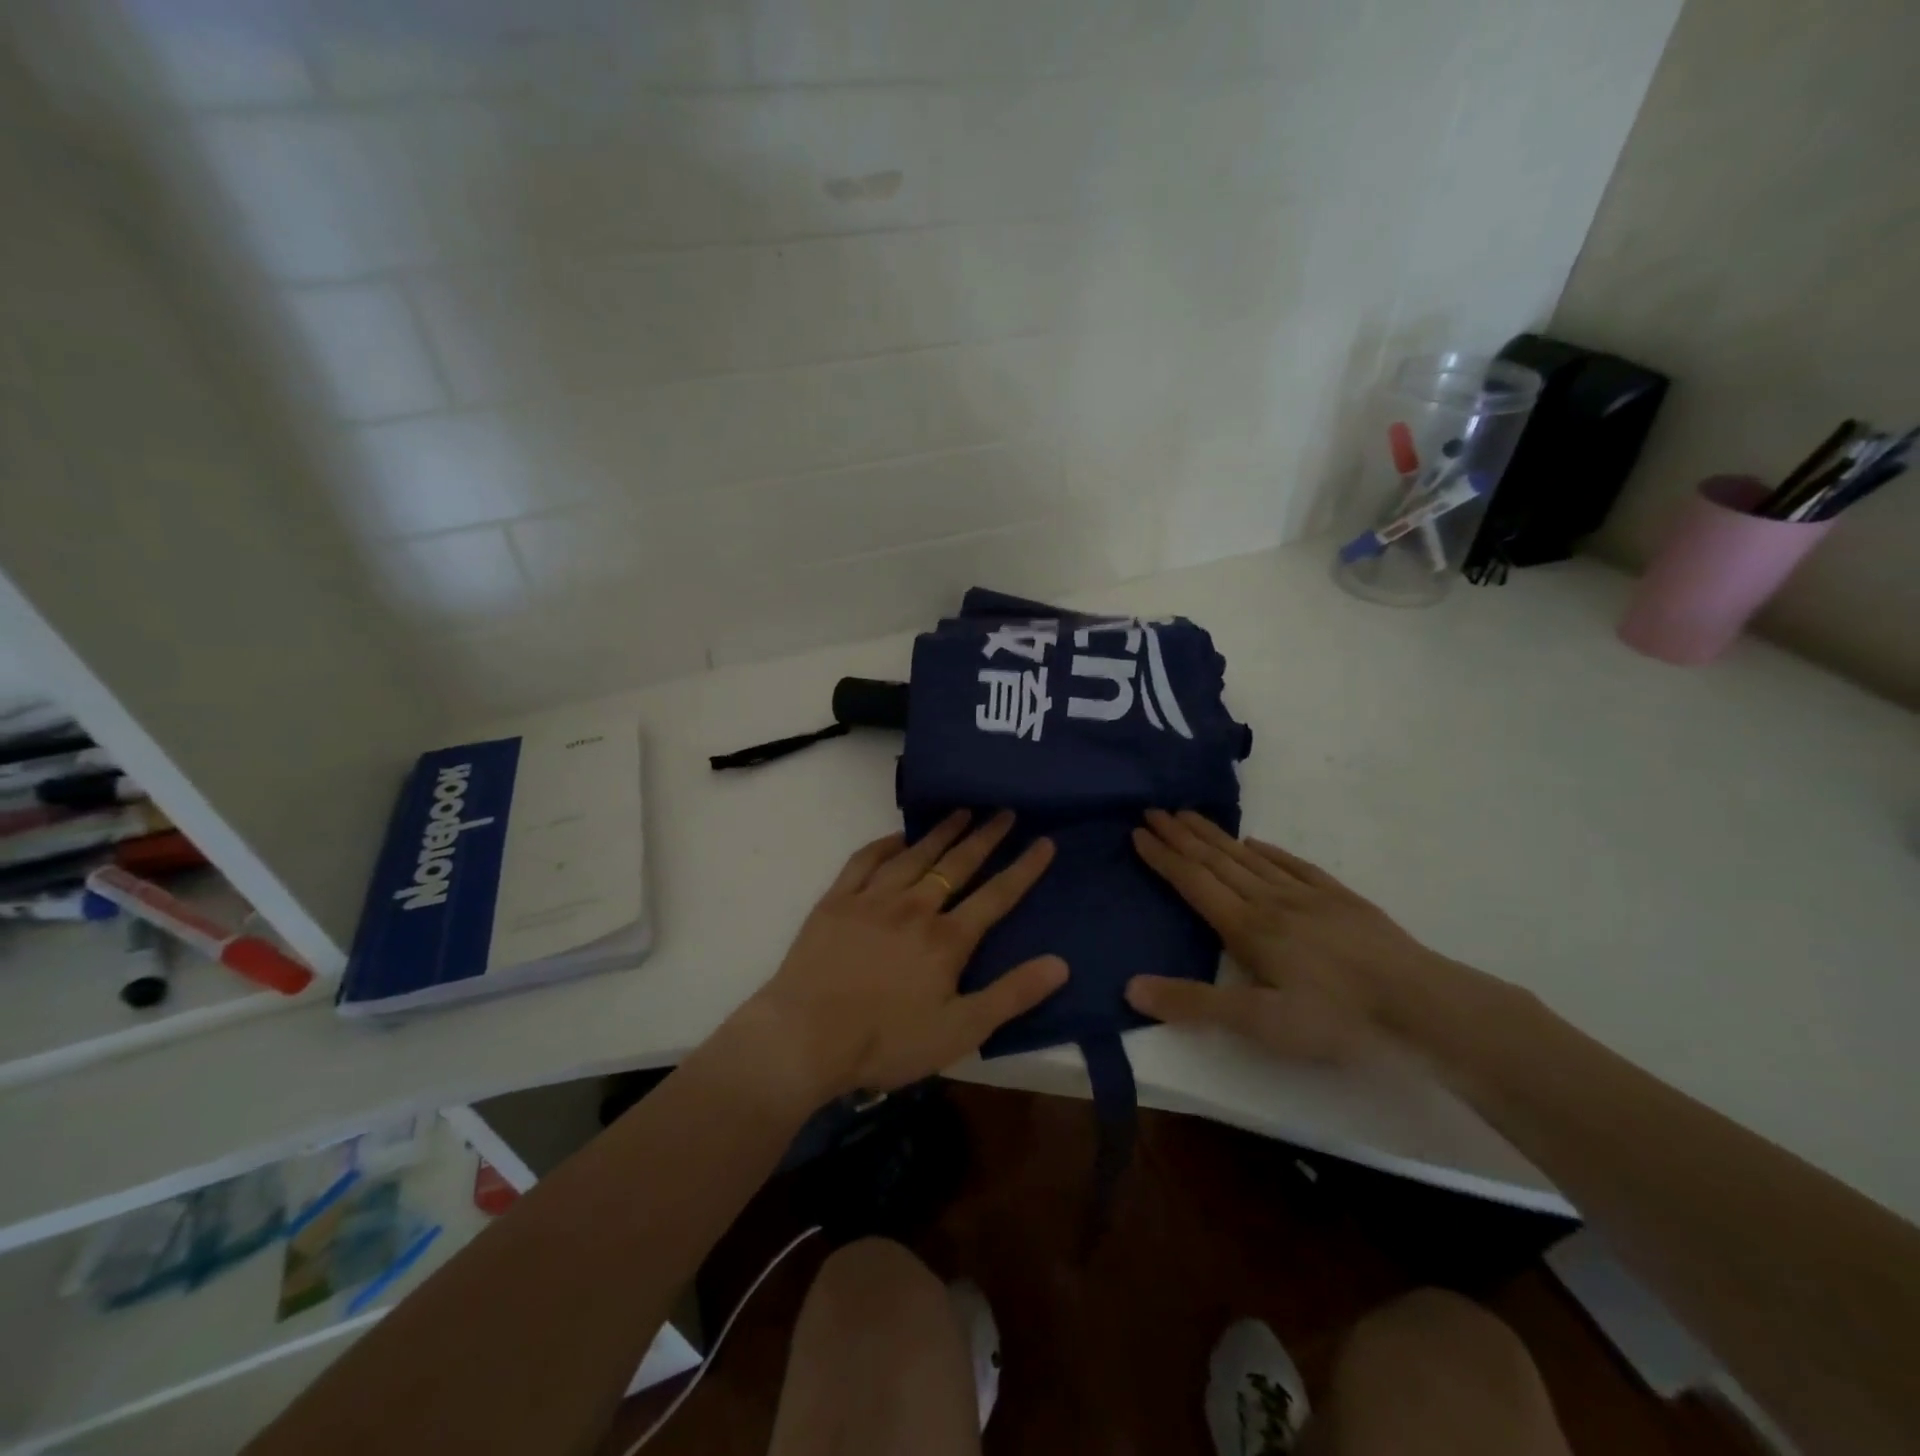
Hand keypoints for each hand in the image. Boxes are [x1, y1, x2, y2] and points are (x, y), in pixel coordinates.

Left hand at [739, 810, 1066, 1100]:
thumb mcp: (960, 1031)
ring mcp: (872, 899)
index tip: (1044, 841)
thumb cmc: (887, 1042)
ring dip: (941, 831)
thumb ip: (1011, 995)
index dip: (1024, 868)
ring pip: (915, 855)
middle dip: (985, 836)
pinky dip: (885, 844)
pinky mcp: (837, 901)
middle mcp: (914, 907)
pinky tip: (898, 836)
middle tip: (1004, 811)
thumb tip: (1061, 963)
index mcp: (947, 939)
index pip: (997, 895)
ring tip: (961, 811)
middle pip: (957, 864)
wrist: (805, 1038)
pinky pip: (865, 861)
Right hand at [1125, 809, 1457, 1063]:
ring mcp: (1308, 896)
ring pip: (1249, 857)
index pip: (1193, 882)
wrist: (1423, 1007)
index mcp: (1247, 927)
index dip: (1163, 857)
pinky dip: (1266, 850)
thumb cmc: (1336, 1019)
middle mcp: (1270, 901)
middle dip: (1181, 835)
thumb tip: (1130, 987)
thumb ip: (1194, 1004)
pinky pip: (1292, 864)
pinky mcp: (1340, 899)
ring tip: (1189, 815)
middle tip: (1154, 810)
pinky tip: (1254, 842)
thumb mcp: (1260, 1023)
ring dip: (1214, 836)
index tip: (1138, 831)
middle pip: (1216, 861)